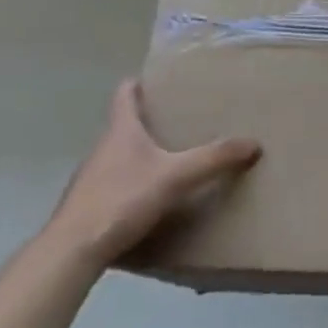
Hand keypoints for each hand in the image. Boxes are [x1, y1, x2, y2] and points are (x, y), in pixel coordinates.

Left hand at [43, 80, 260, 270]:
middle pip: (126, 125)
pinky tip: (156, 196)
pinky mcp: (92, 204)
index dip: (139, 83)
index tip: (158, 79)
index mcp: (121, 132)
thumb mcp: (177, 176)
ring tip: (176, 158)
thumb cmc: (123, 199)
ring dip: (144, 153)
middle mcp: (103, 148)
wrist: (74, 248)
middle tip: (183, 120)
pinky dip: (137, 181)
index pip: (124, 95)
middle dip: (151, 121)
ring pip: (122, 155)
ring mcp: (94, 177)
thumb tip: (254, 143)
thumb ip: (214, 159)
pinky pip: (119, 182)